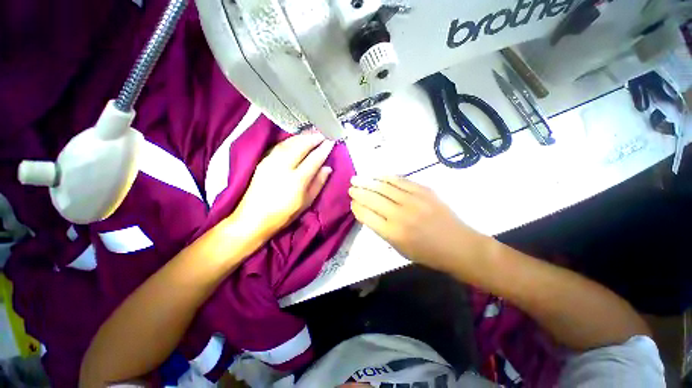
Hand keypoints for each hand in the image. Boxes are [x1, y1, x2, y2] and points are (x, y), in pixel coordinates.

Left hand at [231, 133, 334, 239]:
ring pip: (289, 143)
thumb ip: (318, 183)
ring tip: (312, 133)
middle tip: (323, 134)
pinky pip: (279, 146)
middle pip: (301, 146)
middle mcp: (284, 167)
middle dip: (313, 138)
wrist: (253, 218)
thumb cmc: (284, 214)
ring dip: (302, 136)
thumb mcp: (306, 202)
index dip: (324, 149)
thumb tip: (327, 168)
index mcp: (297, 180)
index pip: (314, 159)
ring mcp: (271, 162)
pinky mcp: (263, 161)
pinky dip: (290, 140)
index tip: (331, 142)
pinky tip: (296, 139)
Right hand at [349, 176, 482, 271]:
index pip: (366, 214)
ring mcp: (413, 200)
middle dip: (358, 191)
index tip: (352, 202)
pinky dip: (386, 177)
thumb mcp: (398, 248)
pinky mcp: (424, 190)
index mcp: (392, 232)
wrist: (458, 245)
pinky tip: (377, 176)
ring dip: (368, 181)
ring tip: (357, 178)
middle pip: (372, 198)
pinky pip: (400, 180)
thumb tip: (367, 211)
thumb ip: (381, 229)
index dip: (356, 207)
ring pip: (384, 186)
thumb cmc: (426, 252)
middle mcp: (400, 214)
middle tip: (351, 187)